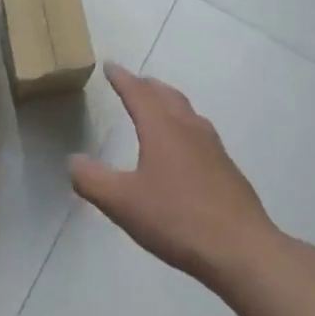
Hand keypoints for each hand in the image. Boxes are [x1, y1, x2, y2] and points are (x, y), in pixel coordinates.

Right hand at [70, 63, 275, 288]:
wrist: (241, 249)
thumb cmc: (177, 219)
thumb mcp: (123, 203)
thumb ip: (93, 180)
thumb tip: (73, 161)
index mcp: (161, 128)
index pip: (138, 92)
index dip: (121, 78)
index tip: (110, 66)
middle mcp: (188, 128)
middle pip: (166, 95)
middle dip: (147, 85)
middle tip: (133, 81)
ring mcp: (212, 147)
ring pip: (187, 111)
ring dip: (169, 102)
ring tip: (159, 106)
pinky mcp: (227, 169)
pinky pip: (200, 132)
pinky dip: (185, 125)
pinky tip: (185, 148)